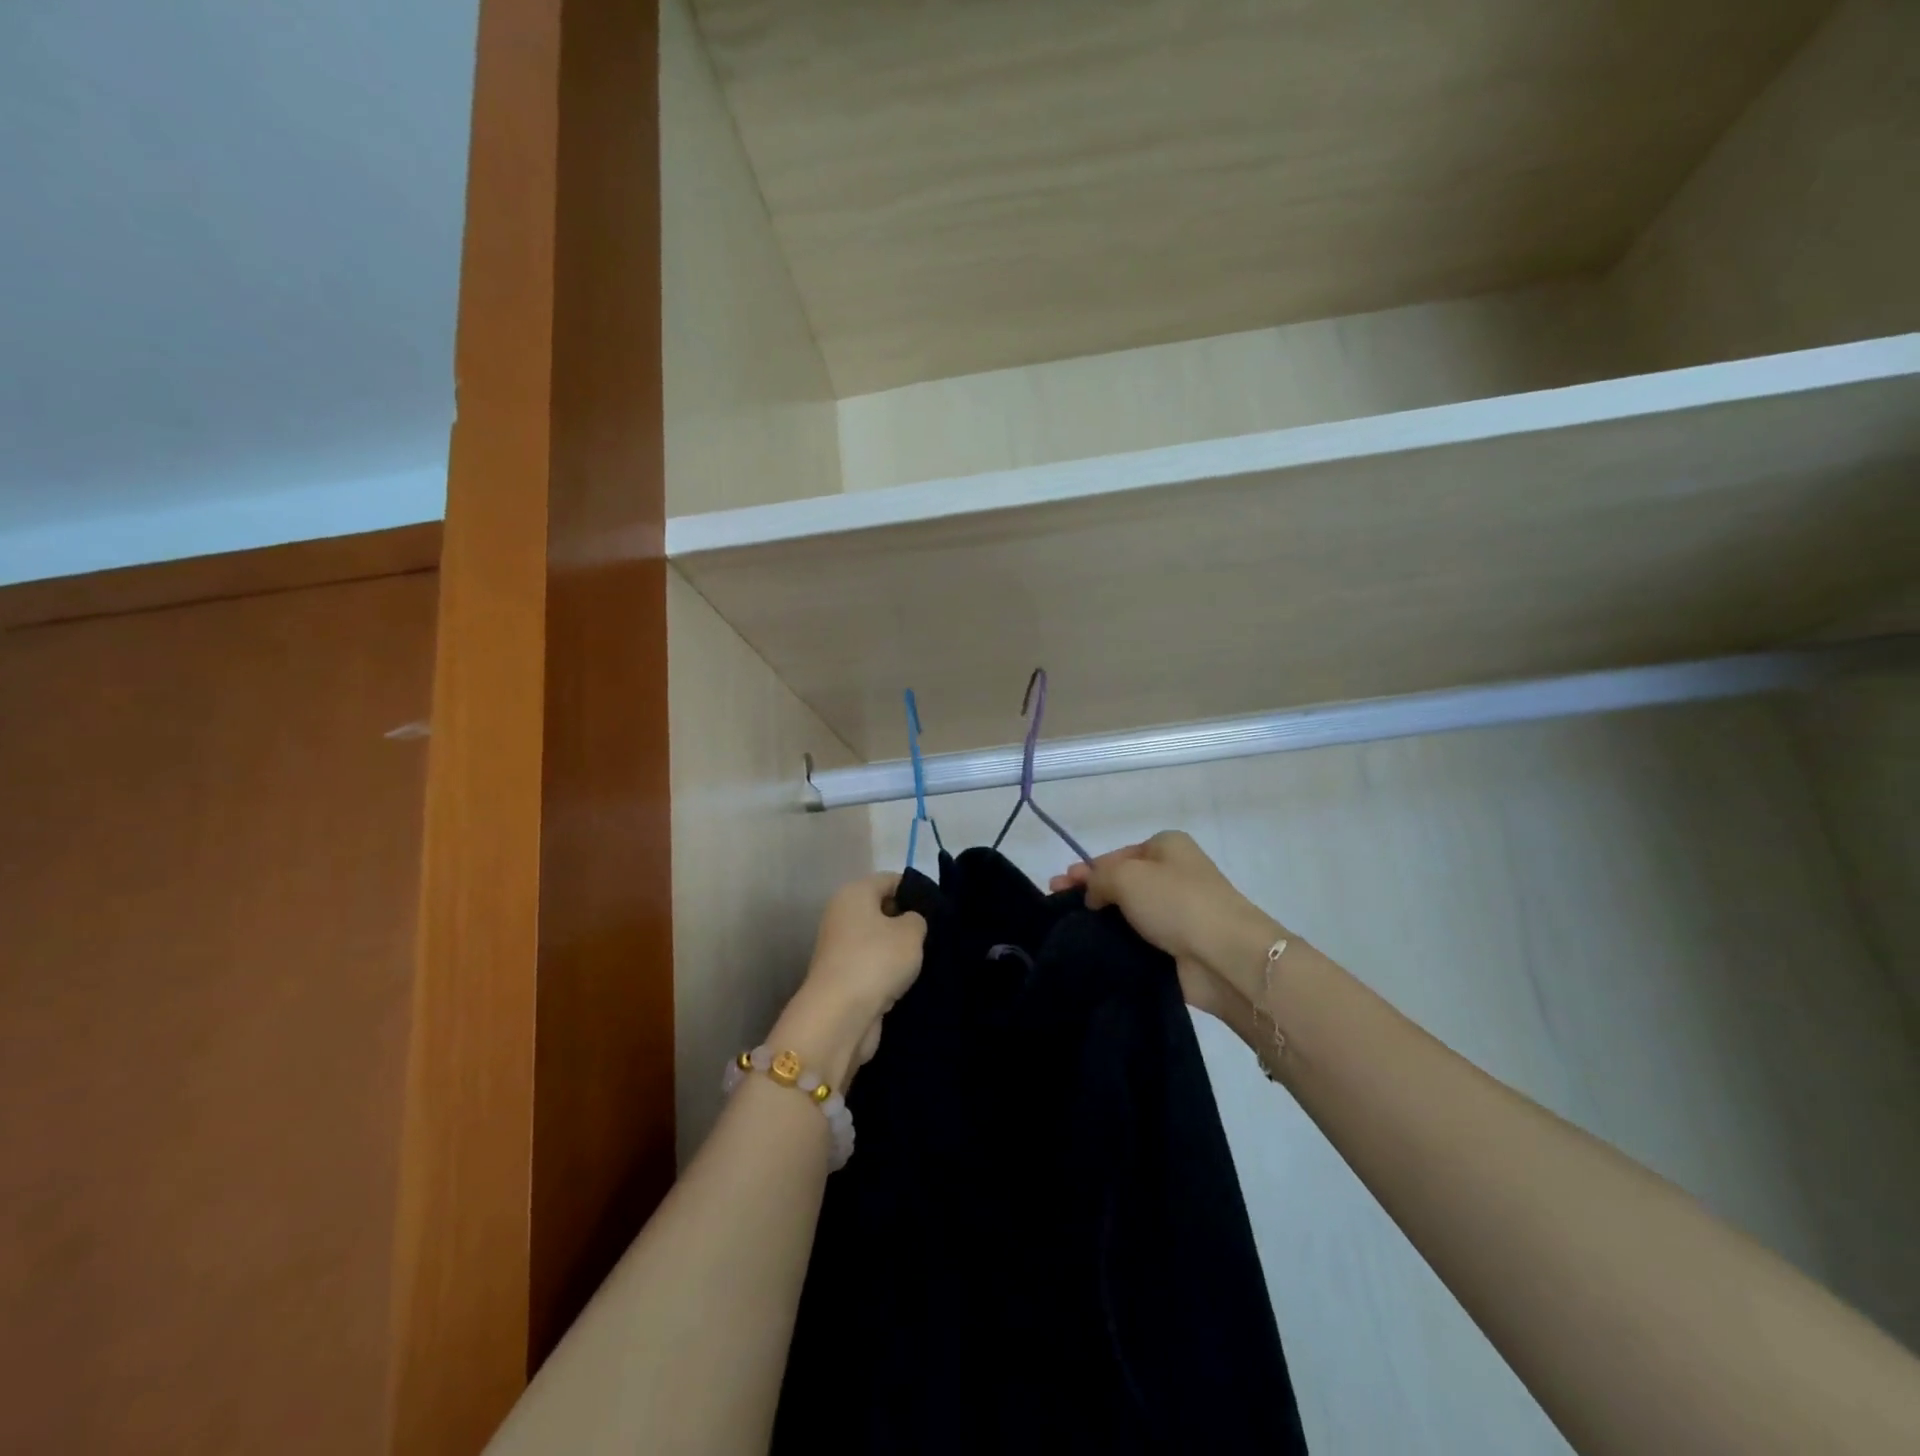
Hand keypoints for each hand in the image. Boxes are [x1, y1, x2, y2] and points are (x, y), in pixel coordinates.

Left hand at [774, 873, 926, 1085]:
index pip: (891, 880)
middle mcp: (842, 915)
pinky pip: (872, 964)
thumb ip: (918, 918)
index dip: (916, 891)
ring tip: (926, 958)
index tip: (939, 909)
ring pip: (878, 939)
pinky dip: (888, 971)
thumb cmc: (876, 961)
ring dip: (898, 949)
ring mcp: (839, 947)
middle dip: (907, 920)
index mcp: (854, 893)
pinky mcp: (842, 976)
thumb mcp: (911, 932)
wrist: (840, 1016)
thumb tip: (910, 922)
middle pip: (882, 909)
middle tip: (935, 934)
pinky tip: (908, 980)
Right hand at [1051, 831, 1282, 1037]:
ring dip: (1104, 919)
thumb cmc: (1176, 902)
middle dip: (1091, 892)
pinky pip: (1141, 940)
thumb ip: (1099, 878)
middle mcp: (1175, 874)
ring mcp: (1180, 912)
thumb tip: (1094, 895)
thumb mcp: (1126, 876)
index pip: (1118, 855)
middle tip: (1058, 904)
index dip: (1088, 868)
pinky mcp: (1180, 946)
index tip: (1061, 885)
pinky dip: (1121, 942)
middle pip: (1123, 882)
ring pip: (1131, 913)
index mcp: (1167, 846)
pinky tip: (1096, 949)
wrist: (1224, 955)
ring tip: (1071, 930)